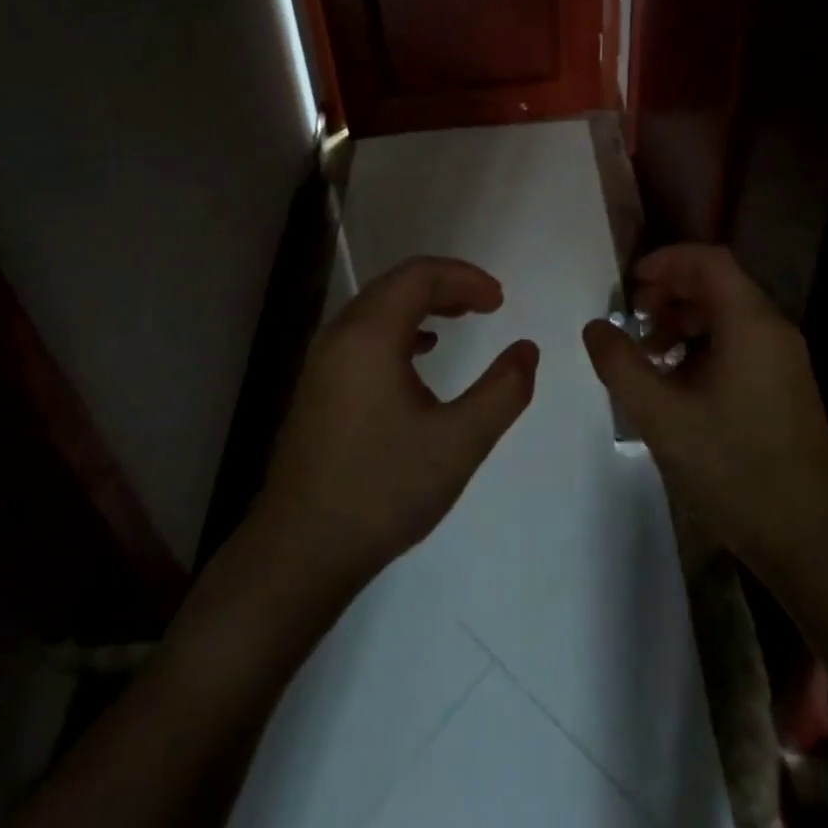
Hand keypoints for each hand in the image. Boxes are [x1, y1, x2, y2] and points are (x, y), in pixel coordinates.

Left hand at [256, 256, 537, 589]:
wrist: (299, 551)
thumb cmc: (382, 490)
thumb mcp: (458, 443)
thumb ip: (503, 391)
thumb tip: (527, 350)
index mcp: (370, 336)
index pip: (419, 276)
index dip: (464, 277)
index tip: (500, 301)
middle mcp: (340, 335)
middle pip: (396, 285)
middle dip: (446, 285)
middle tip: (487, 304)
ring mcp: (322, 361)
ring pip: (377, 308)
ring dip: (421, 304)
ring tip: (460, 318)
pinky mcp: (317, 386)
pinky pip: (363, 333)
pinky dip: (399, 328)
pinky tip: (420, 354)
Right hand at [581, 245, 827, 581]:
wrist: (809, 539)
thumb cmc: (733, 468)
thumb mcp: (661, 416)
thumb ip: (620, 365)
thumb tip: (595, 326)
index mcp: (750, 324)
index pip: (709, 261)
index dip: (666, 261)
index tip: (630, 285)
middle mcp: (774, 331)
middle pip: (718, 284)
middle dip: (670, 293)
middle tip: (633, 320)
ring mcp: (785, 361)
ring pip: (728, 316)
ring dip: (684, 322)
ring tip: (649, 355)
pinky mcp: (786, 388)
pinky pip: (740, 344)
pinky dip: (704, 347)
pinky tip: (679, 384)